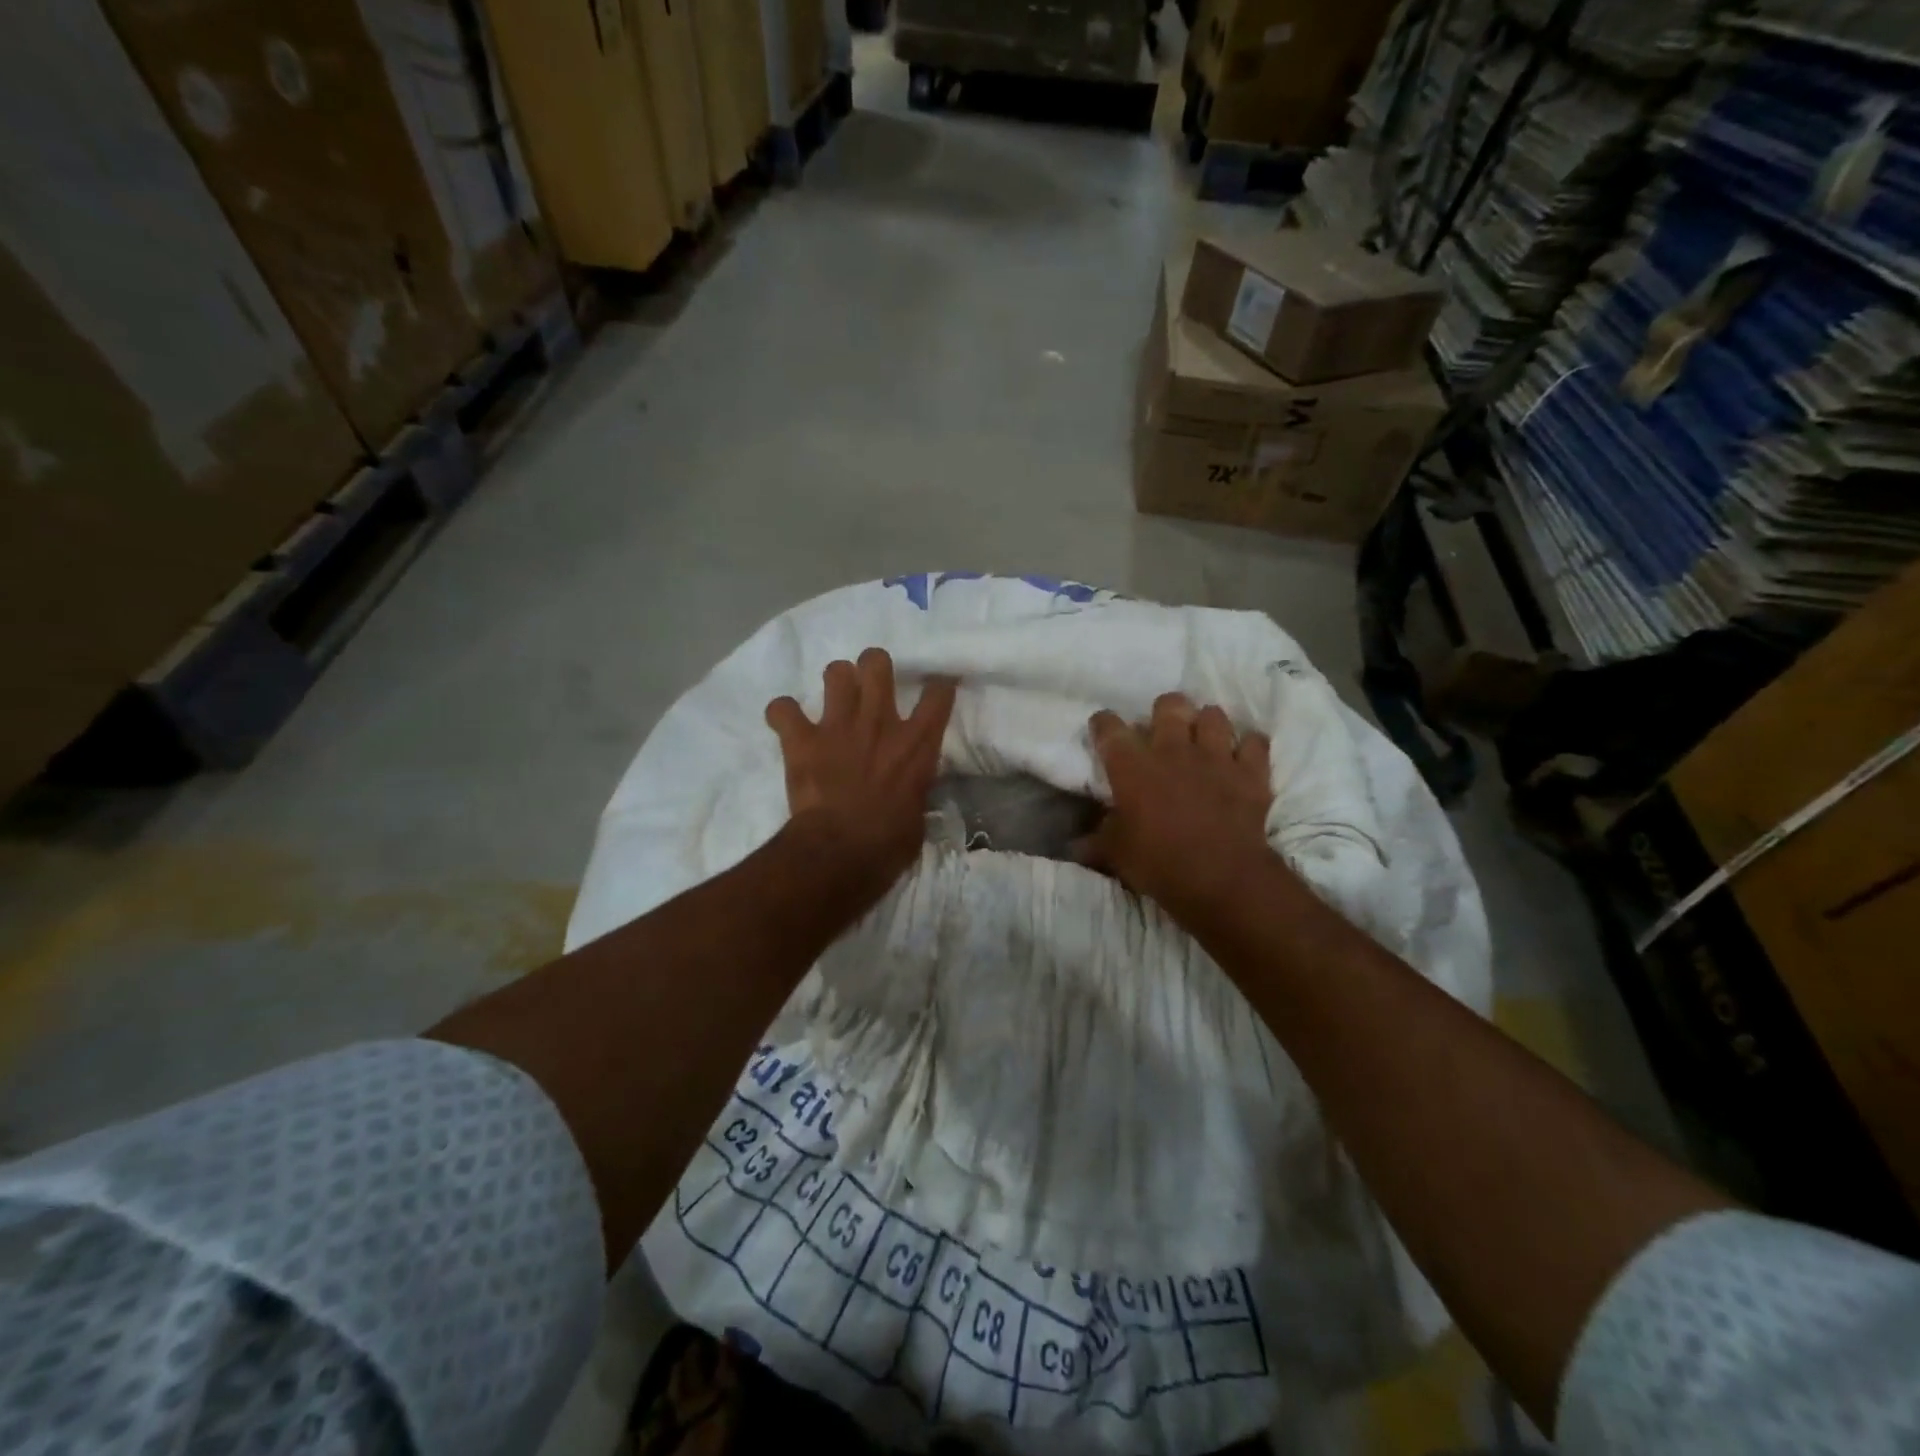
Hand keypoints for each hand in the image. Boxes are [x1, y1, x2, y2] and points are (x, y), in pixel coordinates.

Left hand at [765, 648, 957, 904]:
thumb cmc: (888, 843)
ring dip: (834, 684)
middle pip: (877, 662)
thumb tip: (909, 791)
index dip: (939, 685)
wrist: (841, 851)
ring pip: (835, 671)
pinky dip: (783, 715)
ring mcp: (839, 726)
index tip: (936, 686)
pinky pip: (783, 709)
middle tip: (869, 685)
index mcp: (916, 743)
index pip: (938, 694)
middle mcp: (879, 722)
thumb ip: (914, 790)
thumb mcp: (918, 815)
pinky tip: (787, 724)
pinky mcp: (802, 739)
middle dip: (872, 667)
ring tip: (833, 701)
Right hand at [1078, 693, 1276, 919]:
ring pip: (1213, 715)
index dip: (1103, 723)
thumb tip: (1076, 845)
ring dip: (1207, 723)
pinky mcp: (1251, 772)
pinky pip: (1255, 742)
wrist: (1221, 879)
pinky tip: (1242, 756)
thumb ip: (1097, 840)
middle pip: (1169, 705)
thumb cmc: (1158, 863)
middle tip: (1162, 730)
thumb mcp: (1116, 854)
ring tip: (1203, 739)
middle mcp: (1173, 750)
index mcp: (1132, 766)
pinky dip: (1249, 746)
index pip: (1109, 728)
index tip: (1102, 728)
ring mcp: (1216, 757)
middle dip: (1164, 711)